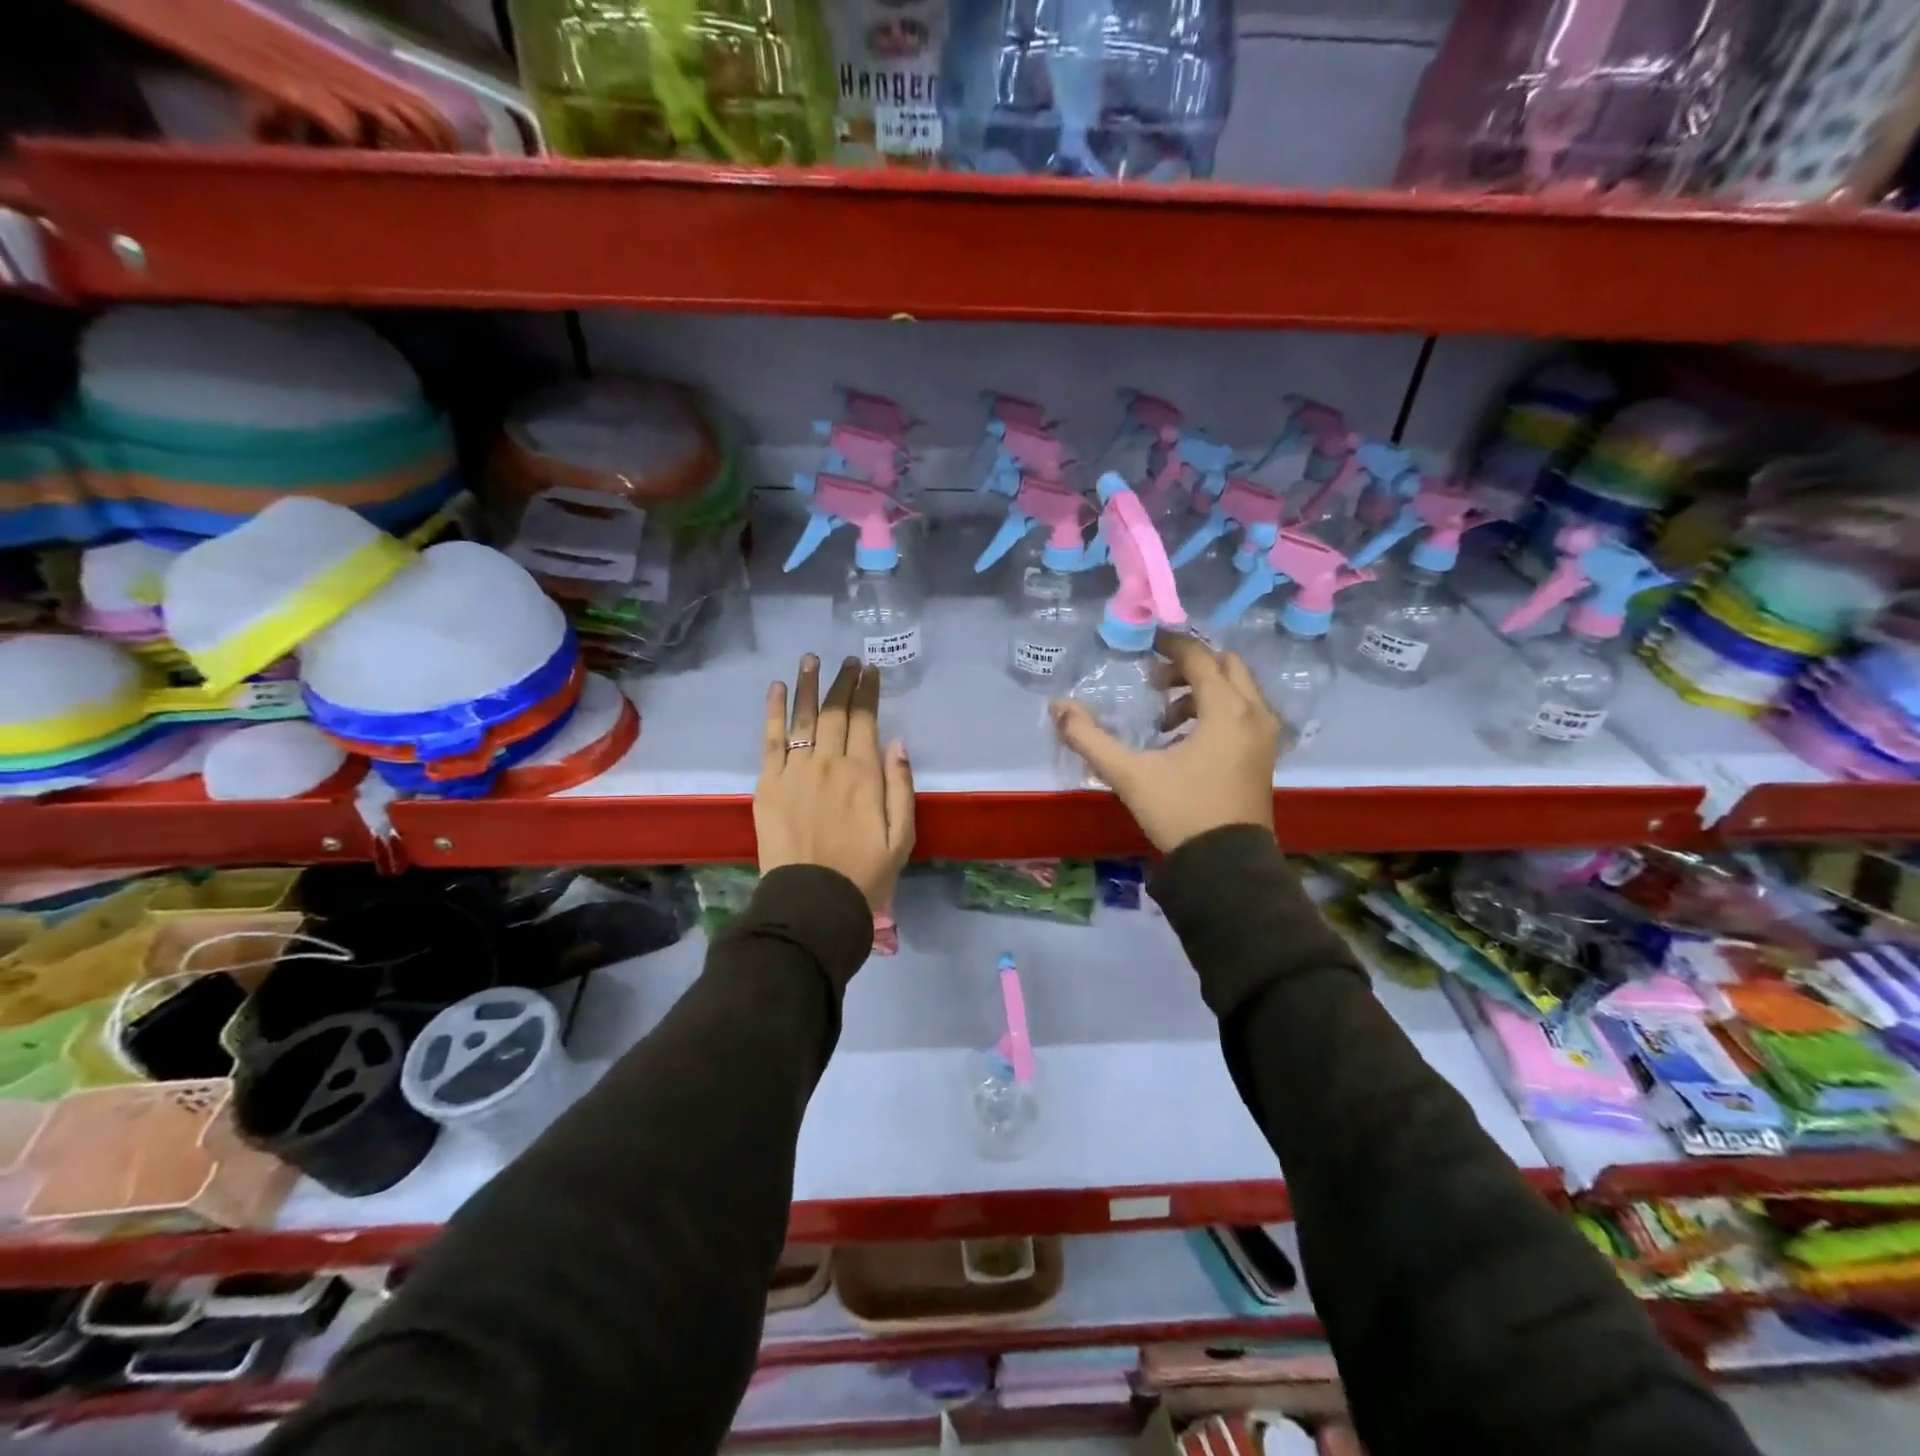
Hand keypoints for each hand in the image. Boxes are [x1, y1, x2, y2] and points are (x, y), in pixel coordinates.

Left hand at [757, 655, 914, 909]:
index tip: (869, 669)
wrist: (812, 903)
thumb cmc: (865, 874)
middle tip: (846, 660)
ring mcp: (795, 771)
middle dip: (842, 681)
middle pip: (834, 712)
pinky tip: (777, 688)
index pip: (865, 719)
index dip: (867, 691)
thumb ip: (901, 786)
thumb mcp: (902, 836)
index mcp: (864, 774)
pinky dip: (773, 711)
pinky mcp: (768, 784)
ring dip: (808, 685)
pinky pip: (770, 740)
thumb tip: (897, 743)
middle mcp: (829, 763)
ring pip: (802, 717)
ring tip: (811, 659)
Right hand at [1050, 631, 1277, 852]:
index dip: (1171, 644)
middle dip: (1190, 666)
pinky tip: (1185, 741)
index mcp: (1226, 710)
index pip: (1199, 658)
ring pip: (1237, 690)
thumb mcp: (1129, 774)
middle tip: (1154, 682)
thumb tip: (1057, 707)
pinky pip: (1244, 713)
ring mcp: (1265, 736)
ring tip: (1165, 719)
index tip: (1146, 643)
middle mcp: (1254, 713)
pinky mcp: (1264, 755)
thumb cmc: (1180, 812)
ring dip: (1202, 691)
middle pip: (1226, 666)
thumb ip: (1090, 738)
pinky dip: (1217, 711)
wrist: (1227, 866)